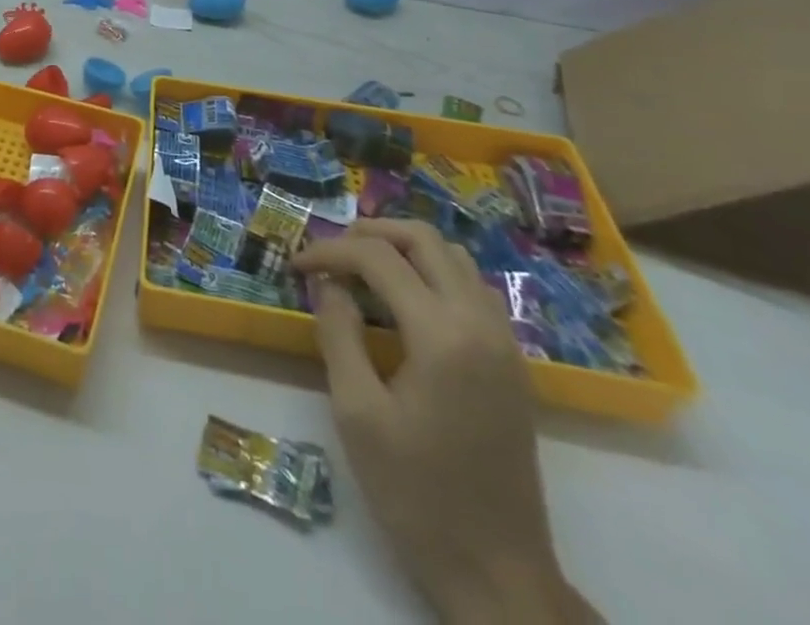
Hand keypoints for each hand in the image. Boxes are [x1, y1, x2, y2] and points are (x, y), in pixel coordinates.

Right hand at [293, 219, 598, 624]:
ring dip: (405, 250)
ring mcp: (505, 342)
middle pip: (425, 239)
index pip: (378, 258)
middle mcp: (481, 323)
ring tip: (363, 270)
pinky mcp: (512, 363)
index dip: (330, 251)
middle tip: (331, 254)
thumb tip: (330, 285)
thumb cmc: (417, 494)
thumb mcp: (357, 412)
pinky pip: (472, 288)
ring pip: (454, 258)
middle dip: (371, 234)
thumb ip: (339, 333)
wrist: (499, 575)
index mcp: (443, 334)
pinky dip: (433, 274)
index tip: (296, 266)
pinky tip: (404, 303)